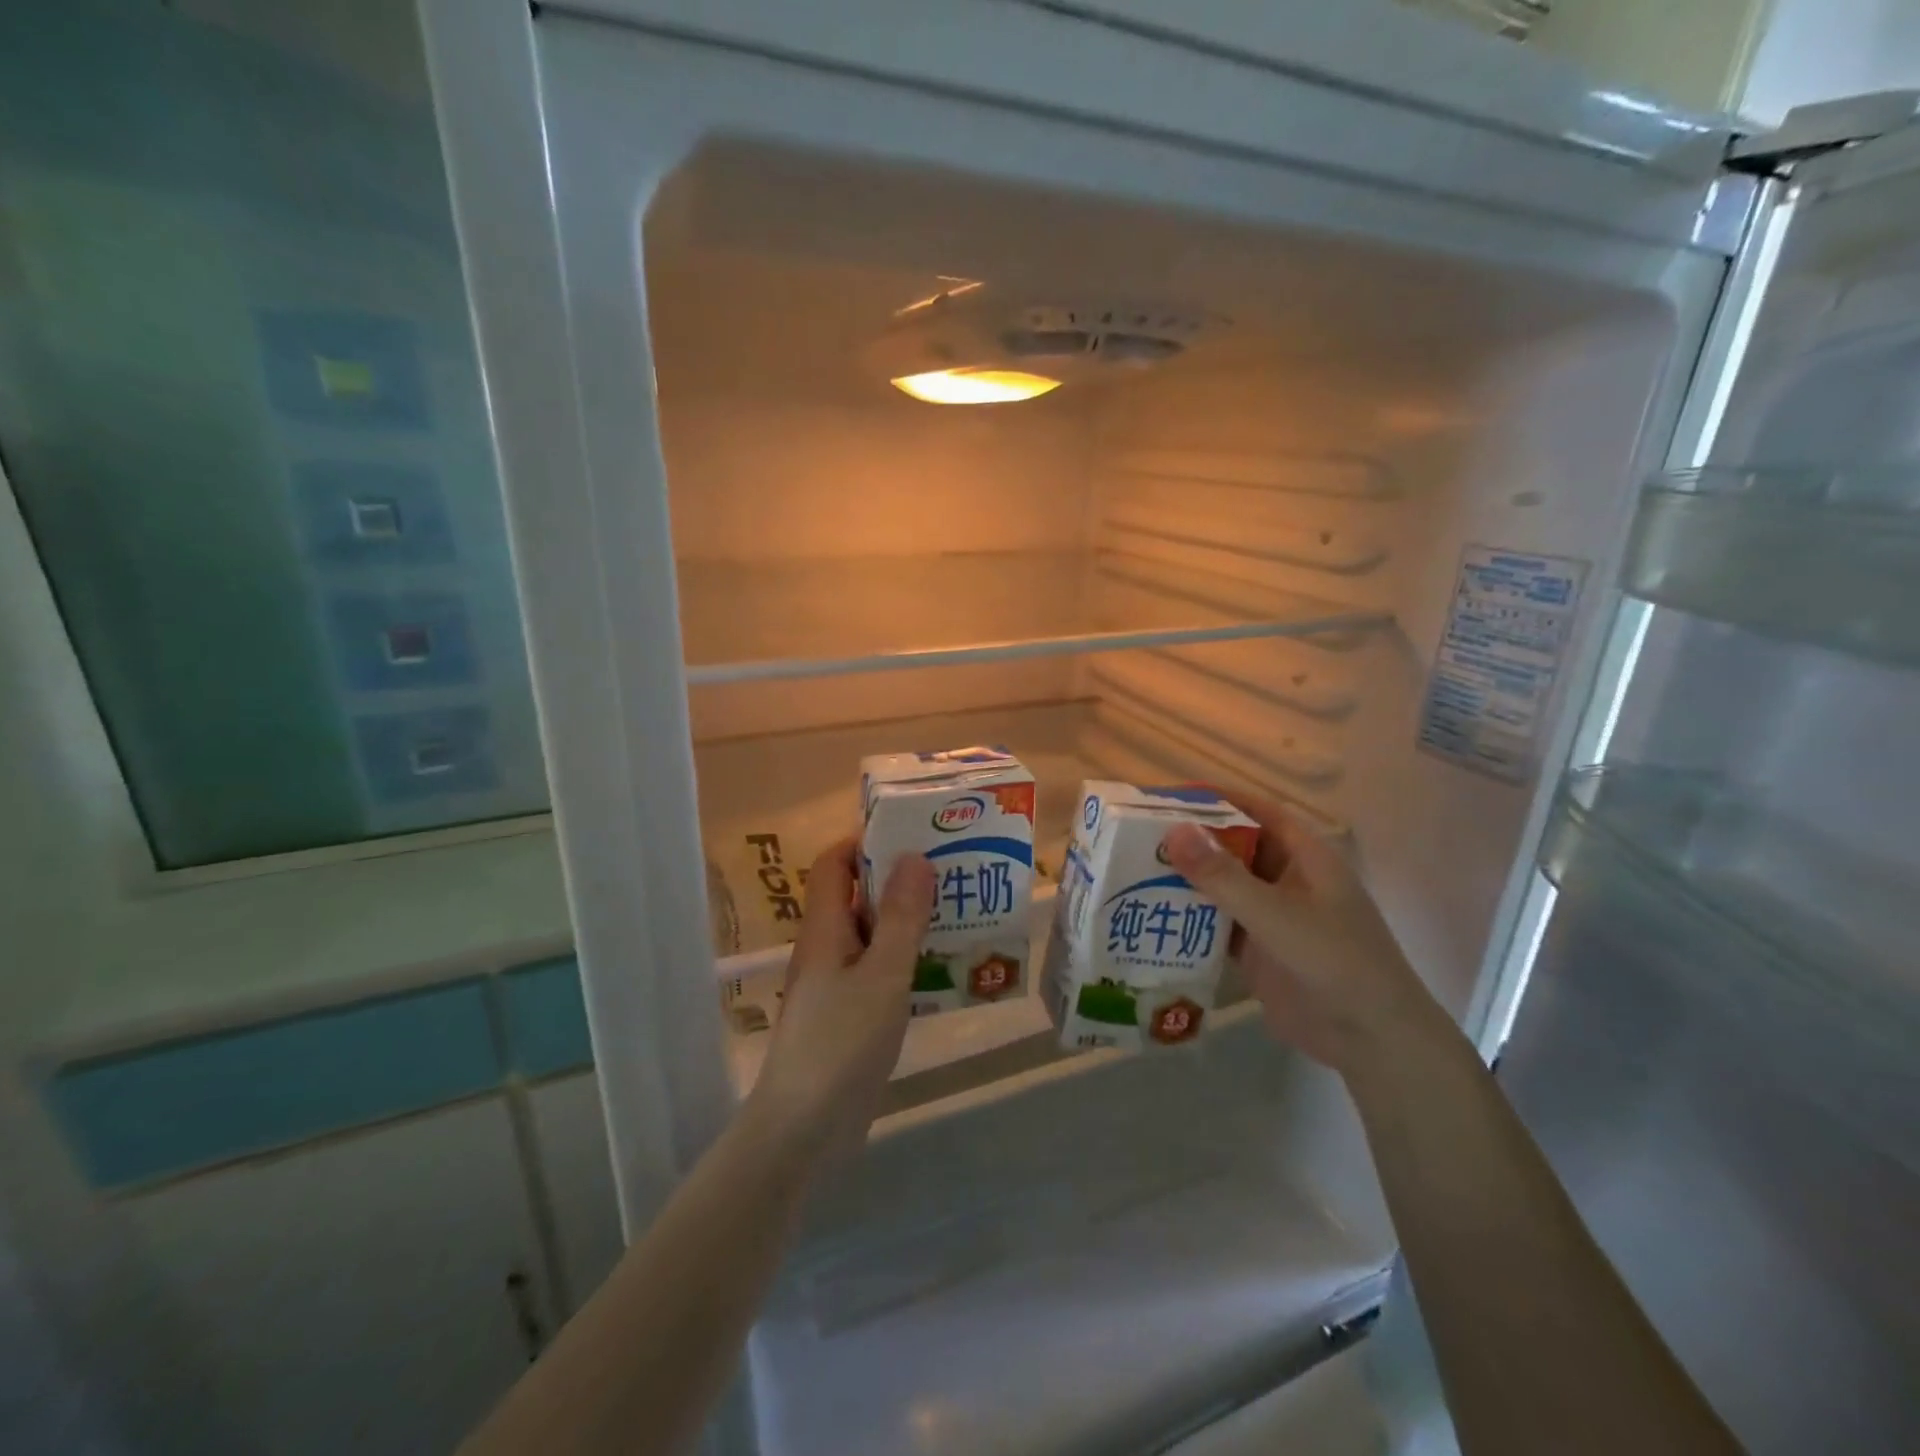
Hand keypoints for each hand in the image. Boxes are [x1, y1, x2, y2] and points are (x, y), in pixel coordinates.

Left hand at [749, 838, 935, 1150]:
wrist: (804, 1130)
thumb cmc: (842, 1043)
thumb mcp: (882, 975)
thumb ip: (902, 918)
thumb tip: (914, 856)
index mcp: (825, 928)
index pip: (834, 863)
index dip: (865, 841)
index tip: (913, 834)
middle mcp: (826, 947)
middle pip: (857, 895)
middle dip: (899, 878)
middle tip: (951, 871)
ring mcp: (835, 982)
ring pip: (872, 934)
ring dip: (907, 920)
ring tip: (958, 911)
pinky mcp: (848, 1013)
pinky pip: (878, 969)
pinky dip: (905, 958)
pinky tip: (942, 966)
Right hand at [1162, 795, 1445, 1075]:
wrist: (1371, 1041)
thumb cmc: (1334, 961)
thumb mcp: (1276, 914)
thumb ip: (1222, 876)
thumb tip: (1172, 831)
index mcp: (1305, 857)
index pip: (1257, 812)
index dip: (1218, 799)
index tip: (1170, 796)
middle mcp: (1287, 879)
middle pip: (1234, 848)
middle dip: (1191, 841)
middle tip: (1137, 837)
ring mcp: (1272, 916)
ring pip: (1222, 886)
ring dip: (1186, 880)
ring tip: (1132, 872)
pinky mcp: (1258, 950)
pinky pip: (1217, 924)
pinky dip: (1190, 918)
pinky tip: (1151, 916)